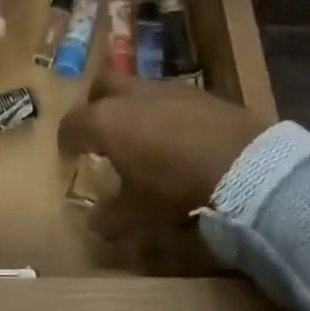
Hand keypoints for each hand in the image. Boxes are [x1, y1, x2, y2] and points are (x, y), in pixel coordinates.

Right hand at [57, 69, 270, 233]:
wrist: (243, 164)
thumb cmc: (175, 186)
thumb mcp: (138, 211)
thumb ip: (111, 216)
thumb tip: (94, 224)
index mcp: (105, 120)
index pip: (72, 123)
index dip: (67, 140)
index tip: (70, 156)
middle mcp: (131, 96)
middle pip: (101, 86)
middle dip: (96, 104)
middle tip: (101, 130)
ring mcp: (167, 88)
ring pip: (138, 88)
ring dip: (133, 107)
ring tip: (143, 135)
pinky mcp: (199, 92)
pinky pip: (170, 97)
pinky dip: (165, 112)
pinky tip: (178, 136)